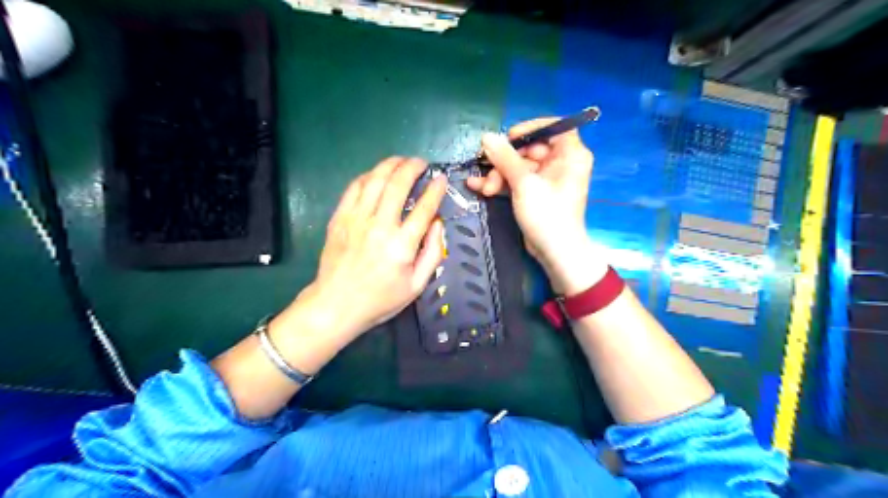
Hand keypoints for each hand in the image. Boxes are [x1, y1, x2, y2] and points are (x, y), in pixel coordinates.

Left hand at [280, 158, 447, 343]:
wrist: (336, 305)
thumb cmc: (381, 299)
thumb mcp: (417, 285)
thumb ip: (433, 252)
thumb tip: (438, 223)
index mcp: (401, 245)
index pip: (424, 208)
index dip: (435, 190)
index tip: (441, 179)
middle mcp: (379, 226)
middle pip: (398, 184)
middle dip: (412, 167)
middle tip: (421, 163)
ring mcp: (356, 220)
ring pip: (375, 180)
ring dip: (390, 165)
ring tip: (402, 161)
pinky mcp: (339, 218)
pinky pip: (354, 188)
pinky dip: (368, 176)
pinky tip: (377, 175)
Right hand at [467, 118, 606, 292]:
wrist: (555, 252)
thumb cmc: (547, 214)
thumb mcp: (524, 183)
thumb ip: (505, 158)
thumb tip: (486, 137)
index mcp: (570, 154)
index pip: (555, 127)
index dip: (531, 128)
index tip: (509, 136)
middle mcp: (561, 163)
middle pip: (530, 149)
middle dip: (505, 160)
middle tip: (488, 169)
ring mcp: (547, 180)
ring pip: (519, 167)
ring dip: (499, 175)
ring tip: (484, 188)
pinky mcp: (535, 194)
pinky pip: (517, 181)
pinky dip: (500, 183)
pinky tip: (478, 186)